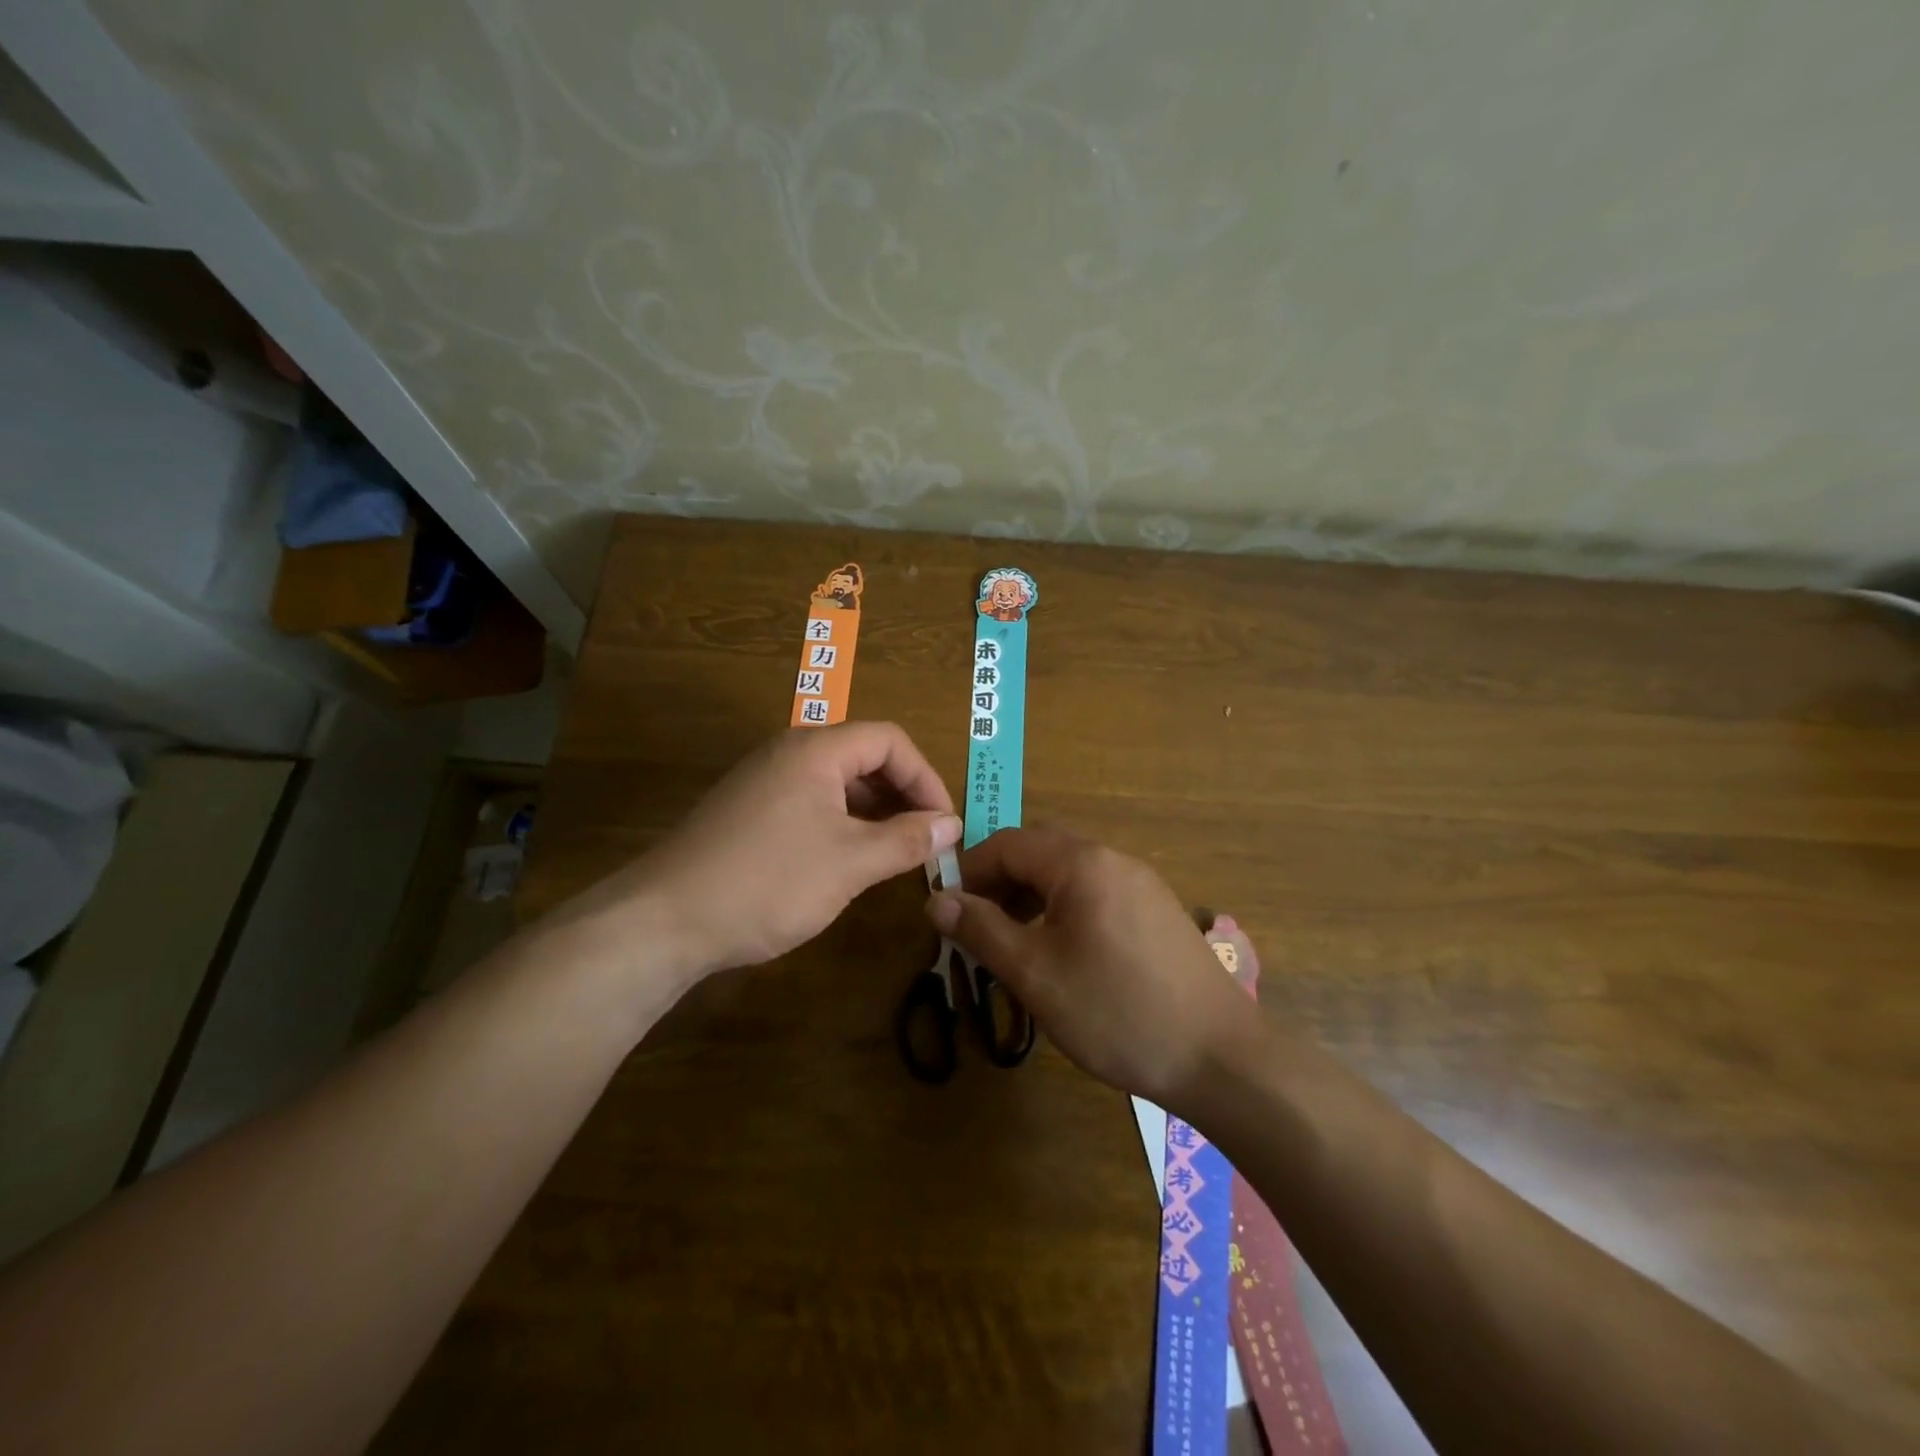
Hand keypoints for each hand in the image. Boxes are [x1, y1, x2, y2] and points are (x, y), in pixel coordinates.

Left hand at [565, 722, 959, 981]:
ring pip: (836, 783)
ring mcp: (762, 781)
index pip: (890, 741)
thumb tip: (952, 825)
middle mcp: (788, 753)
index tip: (944, 825)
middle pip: (863, 757)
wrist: (664, 920)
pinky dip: (840, 825)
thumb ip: (907, 840)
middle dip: (901, 796)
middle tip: (923, 842)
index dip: (926, 778)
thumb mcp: (850, 862)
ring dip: (872, 813)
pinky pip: (809, 803)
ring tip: (892, 856)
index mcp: (816, 750)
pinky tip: (845, 863)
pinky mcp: (746, 811)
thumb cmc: (768, 882)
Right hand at [927, 826, 1250, 1105]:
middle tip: (976, 928)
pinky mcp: (1158, 912)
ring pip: (1069, 873)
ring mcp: (1142, 884)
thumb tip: (937, 899)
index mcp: (1081, 863)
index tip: (946, 910)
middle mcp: (1113, 859)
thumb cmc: (1117, 1011)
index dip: (970, 871)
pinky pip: (1097, 893)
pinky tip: (1062, 954)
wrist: (1222, 1058)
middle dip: (1000, 882)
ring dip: (1032, 897)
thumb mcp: (1036, 973)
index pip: (1008, 843)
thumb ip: (982, 930)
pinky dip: (1064, 910)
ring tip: (1013, 944)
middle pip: (1040, 851)